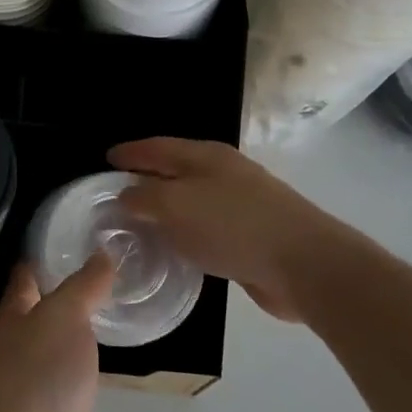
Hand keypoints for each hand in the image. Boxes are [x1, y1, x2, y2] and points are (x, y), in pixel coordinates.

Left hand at [0, 256, 110, 411]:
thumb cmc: (36, 376)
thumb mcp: (63, 317)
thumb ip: (84, 286)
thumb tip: (102, 253)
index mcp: (12, 316)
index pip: (27, 276)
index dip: (47, 256)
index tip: (76, 236)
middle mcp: (20, 345)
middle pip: (44, 311)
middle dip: (69, 292)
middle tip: (112, 271)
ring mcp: (37, 384)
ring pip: (61, 347)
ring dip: (81, 332)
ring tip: (117, 309)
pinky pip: (75, 383)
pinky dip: (91, 370)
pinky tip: (111, 363)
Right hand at [109, 138, 355, 321]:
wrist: (305, 264)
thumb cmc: (233, 225)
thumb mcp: (176, 205)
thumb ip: (144, 197)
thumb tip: (125, 195)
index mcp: (205, 156)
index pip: (157, 147)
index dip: (130, 152)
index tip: (106, 159)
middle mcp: (223, 173)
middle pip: (176, 169)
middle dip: (146, 177)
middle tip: (116, 192)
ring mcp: (241, 203)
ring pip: (191, 199)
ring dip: (166, 207)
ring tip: (139, 222)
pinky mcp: (251, 234)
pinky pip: (206, 226)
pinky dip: (185, 231)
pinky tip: (175, 248)